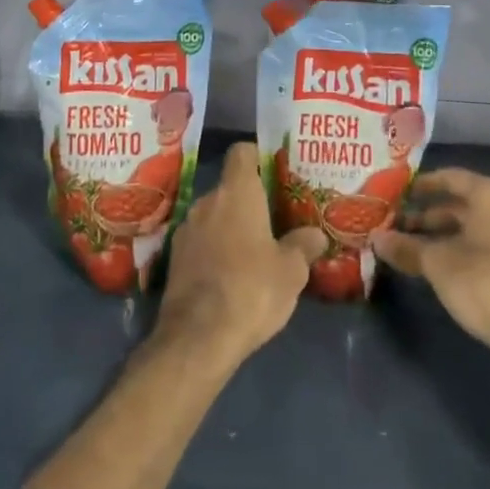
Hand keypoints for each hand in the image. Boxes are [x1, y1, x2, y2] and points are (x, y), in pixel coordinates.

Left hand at [155, 143, 324, 365]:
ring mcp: (186, 229)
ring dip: (230, 227)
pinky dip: (214, 250)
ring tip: (253, 252)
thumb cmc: (252, 289)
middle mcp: (207, 201)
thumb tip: (315, 234)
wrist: (197, 337)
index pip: (242, 152)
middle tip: (273, 220)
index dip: (258, 156)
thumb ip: (303, 246)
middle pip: (229, 188)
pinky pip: (200, 242)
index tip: (274, 171)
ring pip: (213, 216)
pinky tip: (230, 276)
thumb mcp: (291, 271)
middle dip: (248, 201)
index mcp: (236, 192)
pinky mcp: (174, 258)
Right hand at [371, 168, 489, 360]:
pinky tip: (438, 265)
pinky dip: (462, 248)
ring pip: (474, 227)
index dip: (421, 185)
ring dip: (443, 235)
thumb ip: (406, 247)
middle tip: (398, 224)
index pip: (450, 177)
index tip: (397, 193)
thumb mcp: (437, 263)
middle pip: (462, 204)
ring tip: (411, 246)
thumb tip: (375, 238)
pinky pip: (487, 245)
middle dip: (428, 215)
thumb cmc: (484, 281)